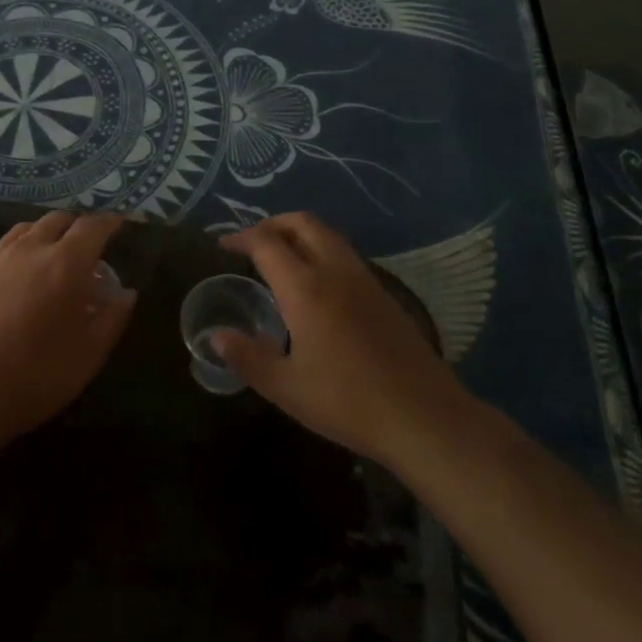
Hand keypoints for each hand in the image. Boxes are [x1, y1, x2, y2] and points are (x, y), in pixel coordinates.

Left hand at [0, 212, 135, 444]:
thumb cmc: (34, 375)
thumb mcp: (88, 355)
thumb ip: (112, 319)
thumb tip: (126, 293)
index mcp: (65, 263)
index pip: (93, 227)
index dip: (109, 223)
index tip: (119, 224)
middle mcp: (31, 249)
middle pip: (59, 220)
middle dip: (78, 226)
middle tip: (90, 246)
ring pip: (29, 228)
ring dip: (48, 232)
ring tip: (56, 254)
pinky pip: (6, 245)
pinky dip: (23, 246)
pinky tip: (23, 272)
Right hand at [214, 212, 468, 468]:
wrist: (425, 418)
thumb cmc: (348, 403)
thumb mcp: (287, 388)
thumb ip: (248, 357)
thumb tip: (216, 336)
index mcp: (306, 289)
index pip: (267, 243)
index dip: (241, 238)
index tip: (223, 245)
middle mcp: (335, 272)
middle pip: (302, 223)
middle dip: (273, 224)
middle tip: (252, 243)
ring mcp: (365, 280)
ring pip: (328, 235)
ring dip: (299, 234)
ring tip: (280, 257)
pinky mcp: (384, 294)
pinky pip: (345, 255)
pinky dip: (321, 251)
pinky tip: (316, 284)